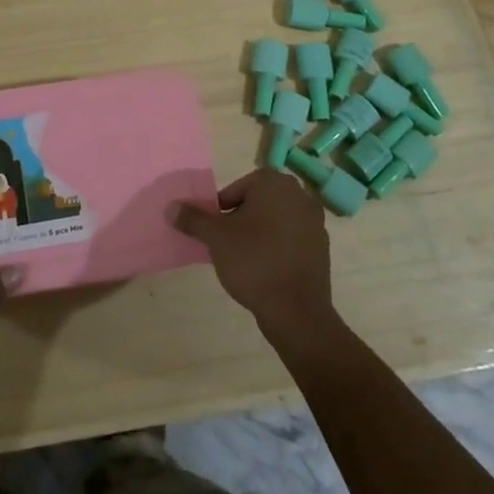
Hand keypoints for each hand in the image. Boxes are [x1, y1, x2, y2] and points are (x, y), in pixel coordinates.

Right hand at [169, 169, 336, 341]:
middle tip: (227, 242)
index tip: (217, 228)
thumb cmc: (253, 261)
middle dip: (241, 218)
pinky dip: (277, 248)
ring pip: (275, 220)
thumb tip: (171, 208)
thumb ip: (193, 219)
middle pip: (258, 202)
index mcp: (275, 183)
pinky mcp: (322, 248)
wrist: (296, 310)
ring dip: (259, 233)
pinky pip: (291, 239)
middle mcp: (299, 195)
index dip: (223, 206)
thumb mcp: (215, 237)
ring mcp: (315, 222)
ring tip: (243, 258)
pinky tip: (265, 270)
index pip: (239, 187)